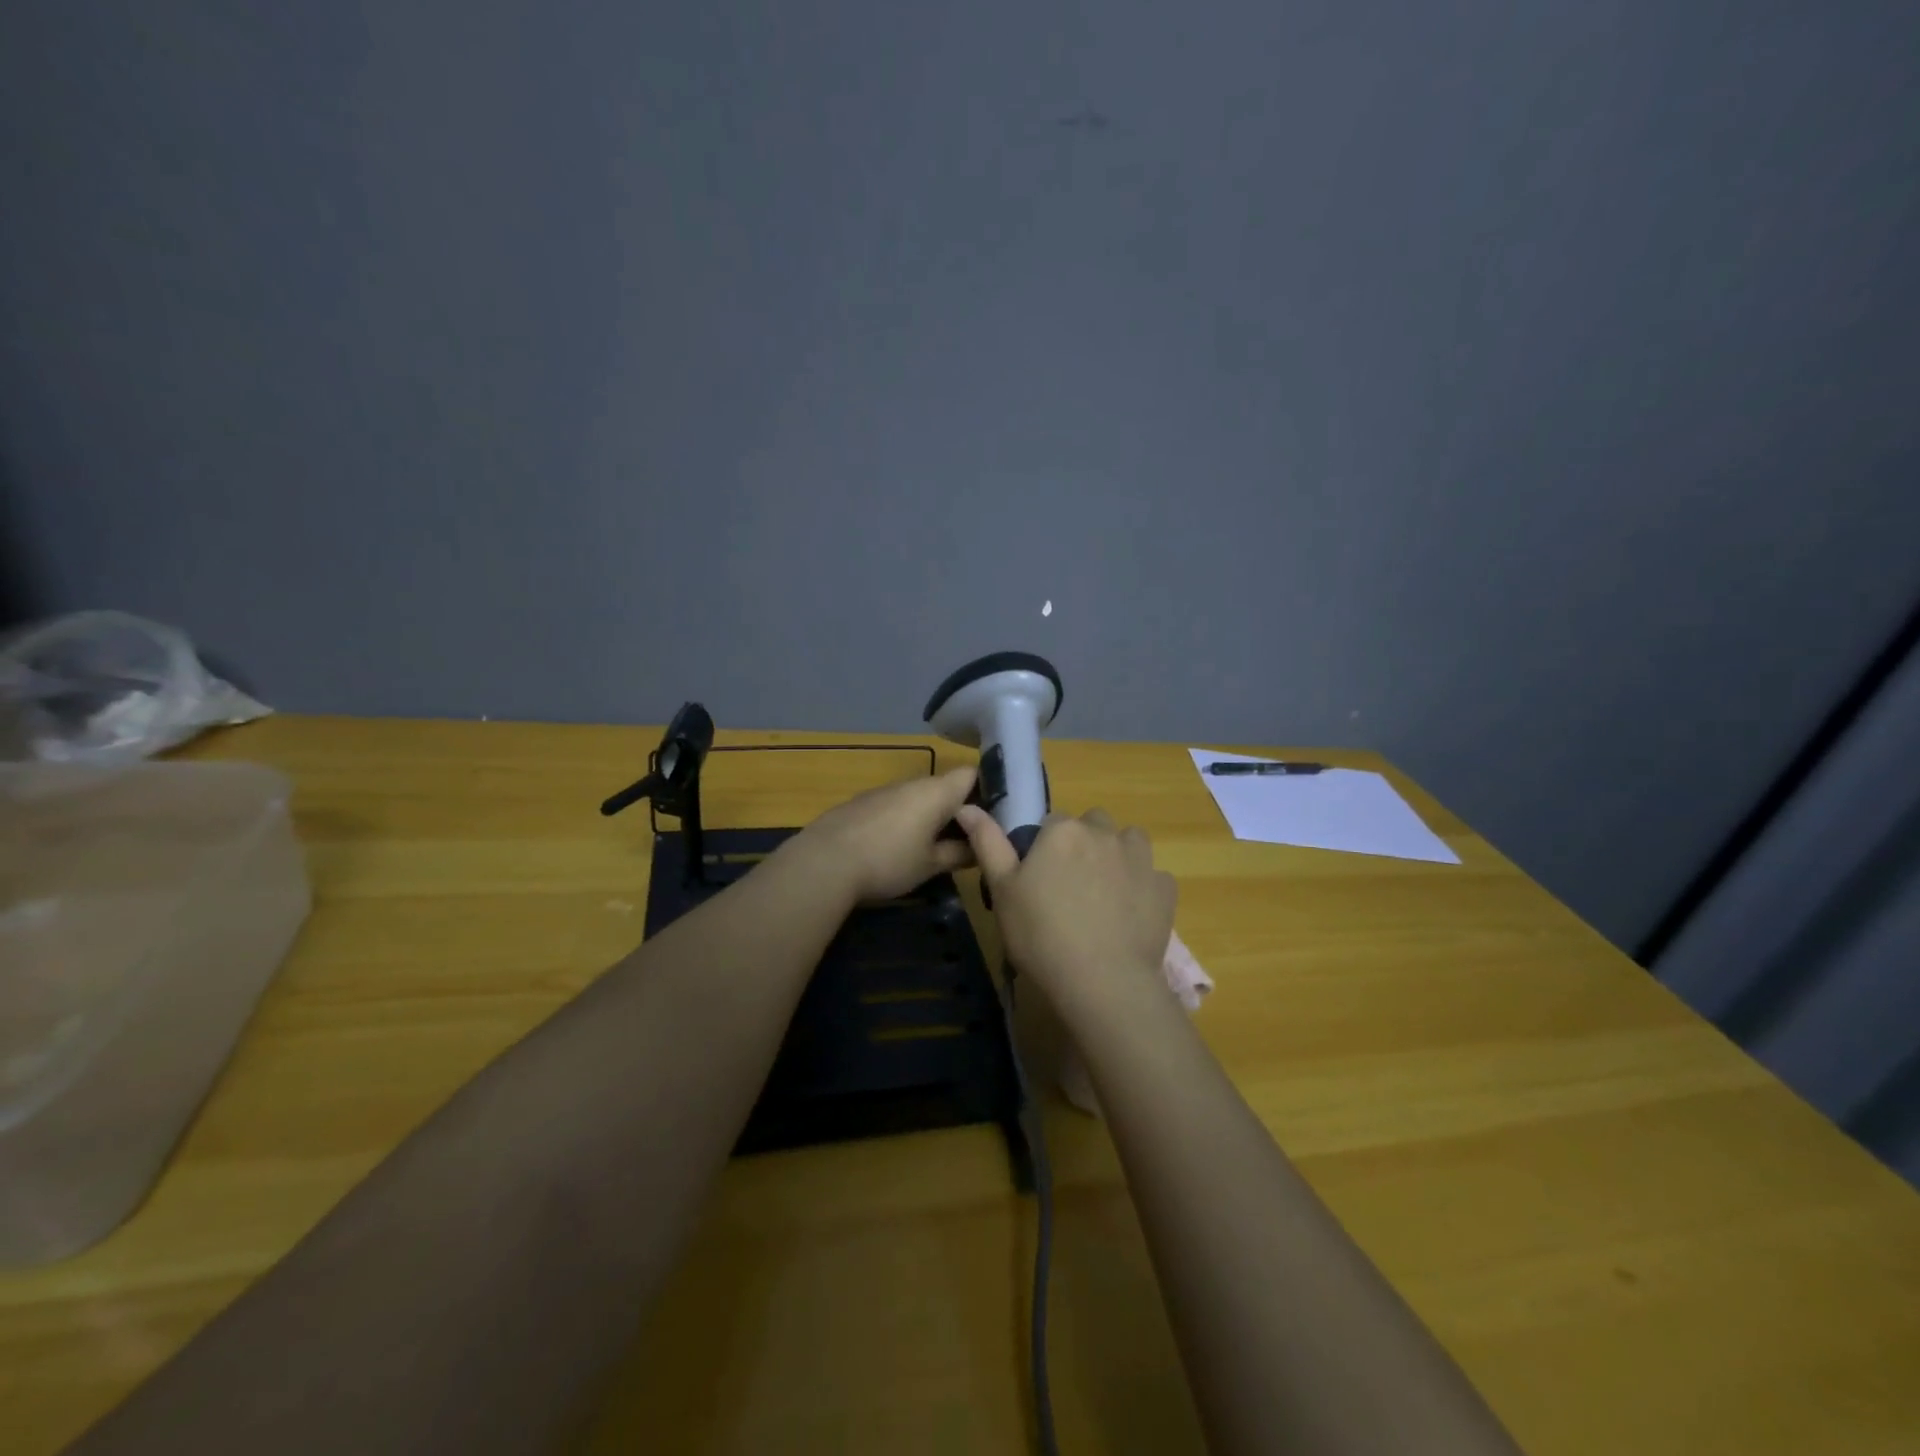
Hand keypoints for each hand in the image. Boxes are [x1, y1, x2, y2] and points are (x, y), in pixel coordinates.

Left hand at [791, 767, 978, 903]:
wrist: (824, 863)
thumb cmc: (888, 862)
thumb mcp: (931, 865)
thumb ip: (959, 854)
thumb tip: (978, 848)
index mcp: (936, 792)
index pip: (972, 774)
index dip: (987, 790)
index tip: (993, 816)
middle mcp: (911, 783)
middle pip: (944, 787)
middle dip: (956, 810)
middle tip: (966, 840)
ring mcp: (882, 791)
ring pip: (916, 797)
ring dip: (927, 816)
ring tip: (931, 847)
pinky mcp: (859, 803)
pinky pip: (892, 806)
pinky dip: (901, 821)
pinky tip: (894, 848)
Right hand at [955, 806, 1176, 1028]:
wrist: (1103, 982)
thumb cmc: (1041, 935)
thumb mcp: (1002, 890)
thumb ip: (987, 843)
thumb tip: (967, 807)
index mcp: (1063, 830)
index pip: (1051, 822)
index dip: (1044, 848)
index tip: (1039, 878)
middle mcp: (1104, 833)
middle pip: (1092, 825)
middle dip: (1083, 844)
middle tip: (1069, 886)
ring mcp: (1140, 859)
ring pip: (1128, 842)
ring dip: (1117, 856)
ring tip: (1103, 894)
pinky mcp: (1164, 888)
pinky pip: (1152, 876)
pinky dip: (1142, 888)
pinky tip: (1129, 915)